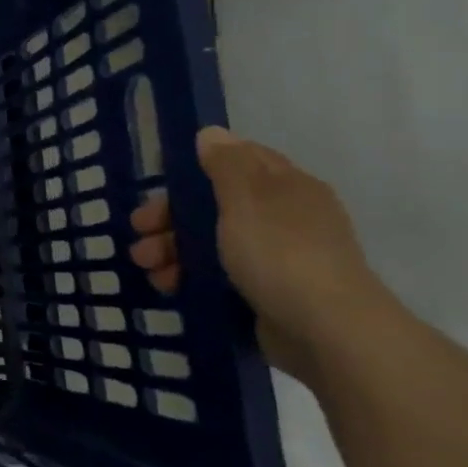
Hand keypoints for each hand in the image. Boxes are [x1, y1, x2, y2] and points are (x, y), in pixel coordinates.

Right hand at [129, 126, 390, 384]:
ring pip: (211, 242)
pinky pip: (217, 275)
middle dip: (171, 216)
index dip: (196, 167)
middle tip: (139, 230)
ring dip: (172, 249)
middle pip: (215, 204)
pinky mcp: (266, 293)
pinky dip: (189, 276)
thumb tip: (212, 133)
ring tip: (146, 266)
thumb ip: (226, 164)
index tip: (160, 182)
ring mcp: (276, 257)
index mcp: (286, 188)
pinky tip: (168, 285)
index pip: (238, 161)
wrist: (328, 333)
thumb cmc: (281, 254)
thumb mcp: (246, 200)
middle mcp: (284, 217)